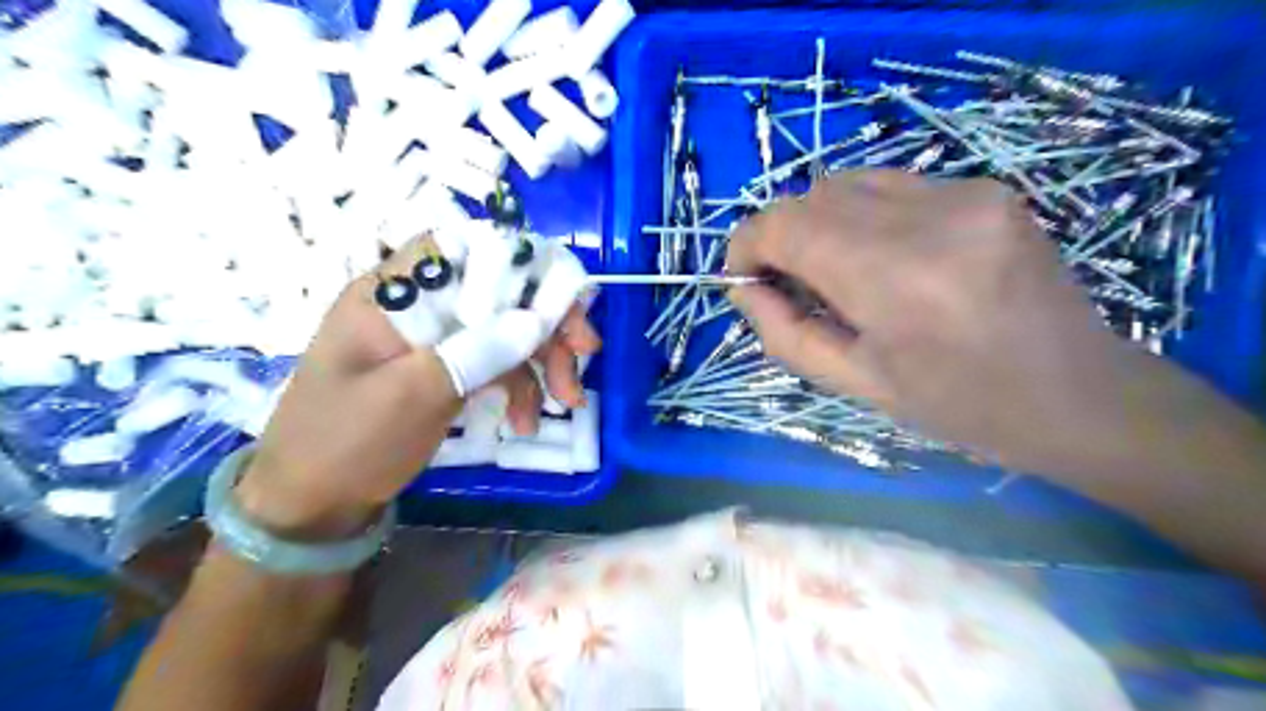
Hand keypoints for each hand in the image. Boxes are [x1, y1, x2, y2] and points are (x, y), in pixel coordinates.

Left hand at [230, 236, 598, 535]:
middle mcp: (415, 307)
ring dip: (541, 361)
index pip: (459, 248)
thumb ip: (475, 351)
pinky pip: (494, 363)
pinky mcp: (445, 369)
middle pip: (494, 290)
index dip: (515, 261)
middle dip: (545, 321)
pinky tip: (528, 421)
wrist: (313, 507)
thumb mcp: (413, 397)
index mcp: (389, 295)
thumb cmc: (348, 445)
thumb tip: (536, 318)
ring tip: (566, 402)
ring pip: (503, 329)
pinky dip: (519, 387)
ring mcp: (432, 340)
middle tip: (585, 353)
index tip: (559, 297)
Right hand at [727, 168, 1132, 472]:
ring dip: (821, 223)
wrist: (1078, 395)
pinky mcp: (984, 187)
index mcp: (893, 277)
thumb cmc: (959, 407)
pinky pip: (890, 185)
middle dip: (782, 237)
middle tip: (792, 286)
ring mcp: (964, 192)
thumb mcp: (855, 383)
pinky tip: (885, 258)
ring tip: (838, 273)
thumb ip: (784, 332)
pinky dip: (863, 215)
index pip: (784, 225)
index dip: (747, 245)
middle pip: (810, 197)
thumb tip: (742, 288)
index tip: (745, 278)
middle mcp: (928, 216)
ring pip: (847, 182)